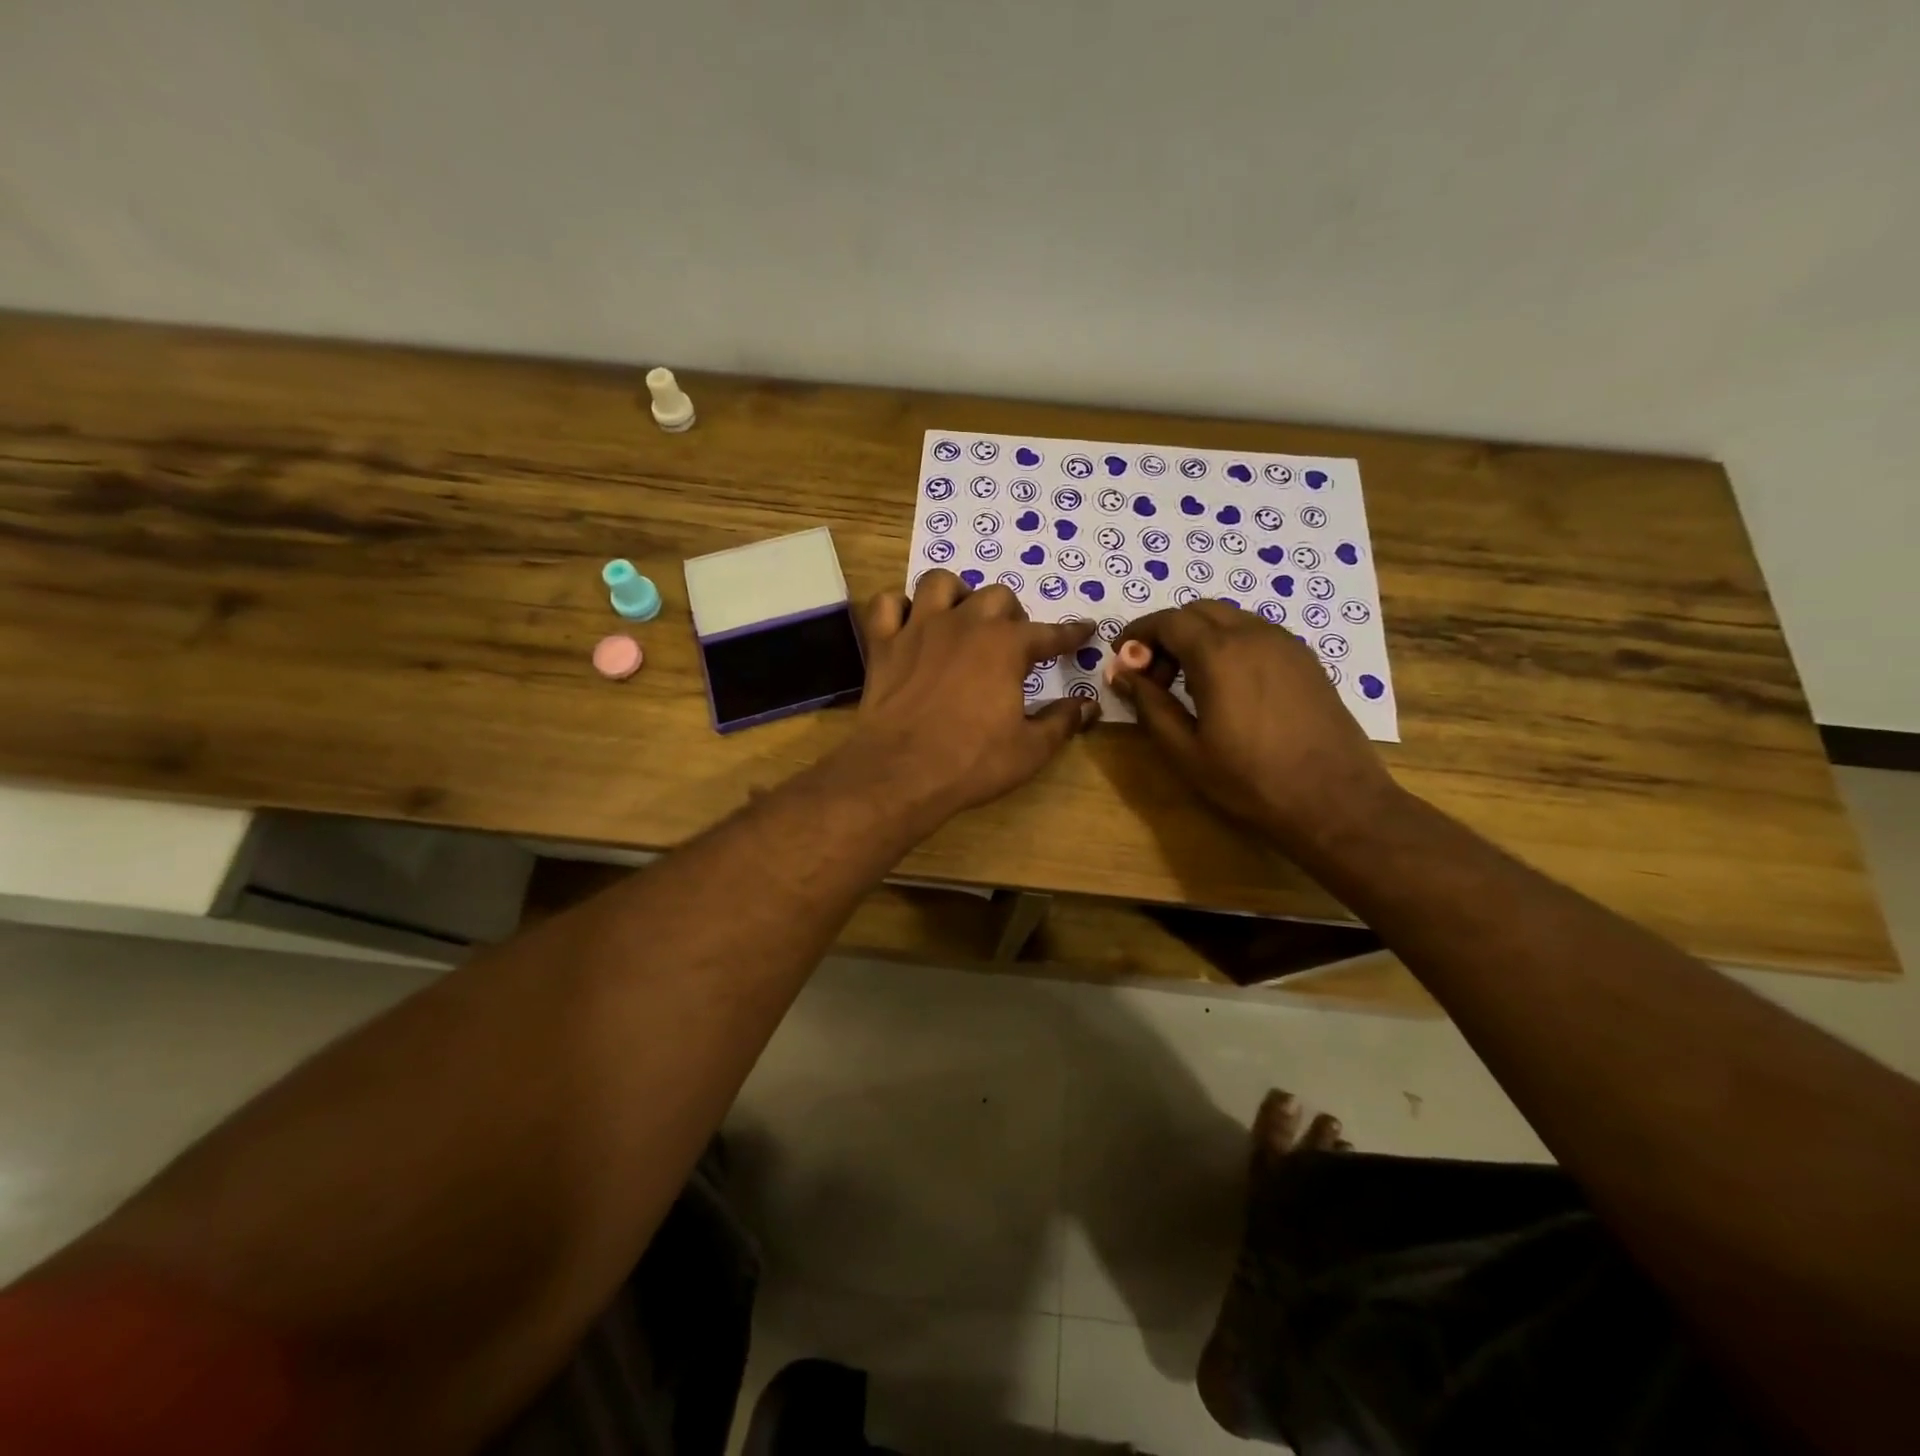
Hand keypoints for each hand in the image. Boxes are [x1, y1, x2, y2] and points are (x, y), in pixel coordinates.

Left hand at [835, 571, 1099, 824]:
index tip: (1084, 630)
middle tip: (1012, 642)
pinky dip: (898, 608)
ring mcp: (919, 628)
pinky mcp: (883, 644)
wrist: (901, 773)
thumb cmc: (972, 762)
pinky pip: (887, 604)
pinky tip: (908, 624)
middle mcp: (965, 623)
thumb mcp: (1030, 750)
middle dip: (1011, 615)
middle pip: (996, 597)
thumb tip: (1089, 705)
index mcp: (1006, 646)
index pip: (1049, 633)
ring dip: (956, 595)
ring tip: (961, 618)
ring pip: (940, 583)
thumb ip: (1062, 722)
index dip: (1070, 633)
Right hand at [1112, 601, 1400, 844]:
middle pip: (1198, 611)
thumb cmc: (1251, 780)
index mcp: (1219, 653)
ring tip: (1188, 684)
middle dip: (1167, 633)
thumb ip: (1149, 704)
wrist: (1335, 800)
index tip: (1121, 658)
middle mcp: (1254, 634)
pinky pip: (1256, 634)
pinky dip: (1229, 644)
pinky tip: (1226, 687)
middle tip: (1152, 675)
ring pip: (1230, 618)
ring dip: (1199, 637)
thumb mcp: (1186, 750)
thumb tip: (1120, 673)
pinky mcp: (1306, 659)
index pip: (1168, 621)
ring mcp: (1286, 643)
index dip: (1138, 634)